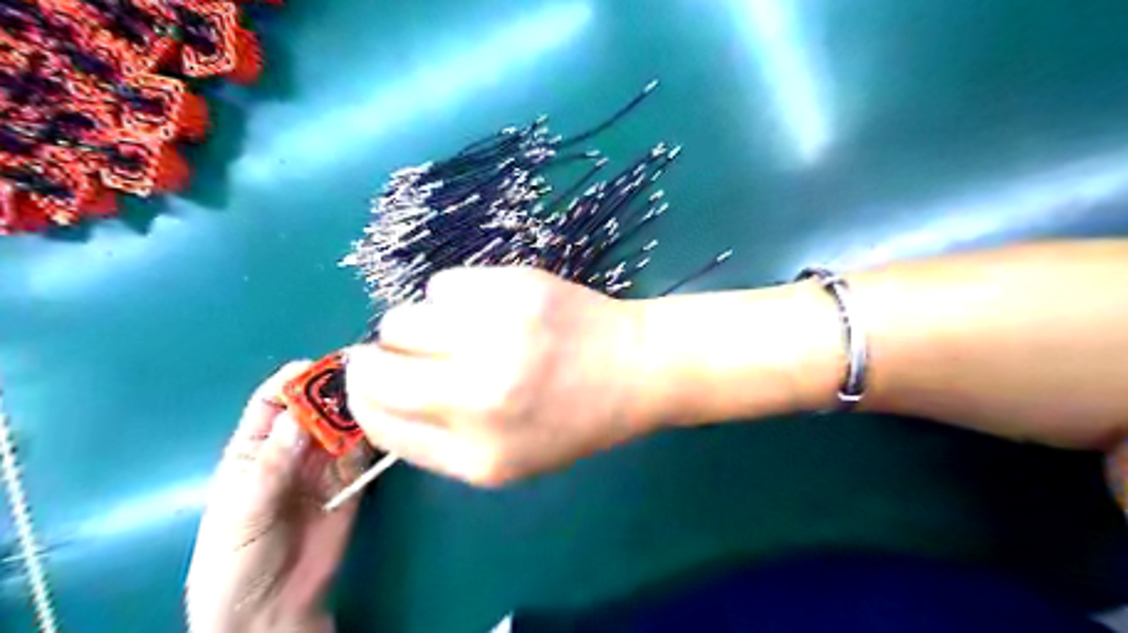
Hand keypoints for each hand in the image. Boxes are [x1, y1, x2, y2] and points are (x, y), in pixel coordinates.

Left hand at [186, 363, 366, 629]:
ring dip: (360, 410)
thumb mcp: (241, 514)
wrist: (271, 609)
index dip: (294, 379)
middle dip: (336, 389)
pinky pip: (365, 452)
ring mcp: (325, 465)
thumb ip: (269, 468)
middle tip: (365, 375)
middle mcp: (292, 449)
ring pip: (344, 425)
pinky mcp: (352, 482)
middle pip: (316, 407)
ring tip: (382, 394)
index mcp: (254, 449)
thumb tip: (297, 418)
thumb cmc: (236, 562)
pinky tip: (388, 424)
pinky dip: (376, 437)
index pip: (272, 401)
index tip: (322, 366)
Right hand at [343, 265, 662, 487]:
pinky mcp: (512, 286)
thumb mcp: (506, 459)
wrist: (634, 367)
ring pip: (400, 320)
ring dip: (417, 327)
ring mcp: (497, 334)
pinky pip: (442, 285)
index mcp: (479, 454)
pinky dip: (453, 298)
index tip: (373, 381)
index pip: (377, 423)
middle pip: (374, 369)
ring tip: (459, 331)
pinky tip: (489, 309)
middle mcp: (480, 395)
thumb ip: (435, 440)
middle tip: (405, 353)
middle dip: (376, 360)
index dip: (364, 398)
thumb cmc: (573, 419)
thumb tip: (373, 396)